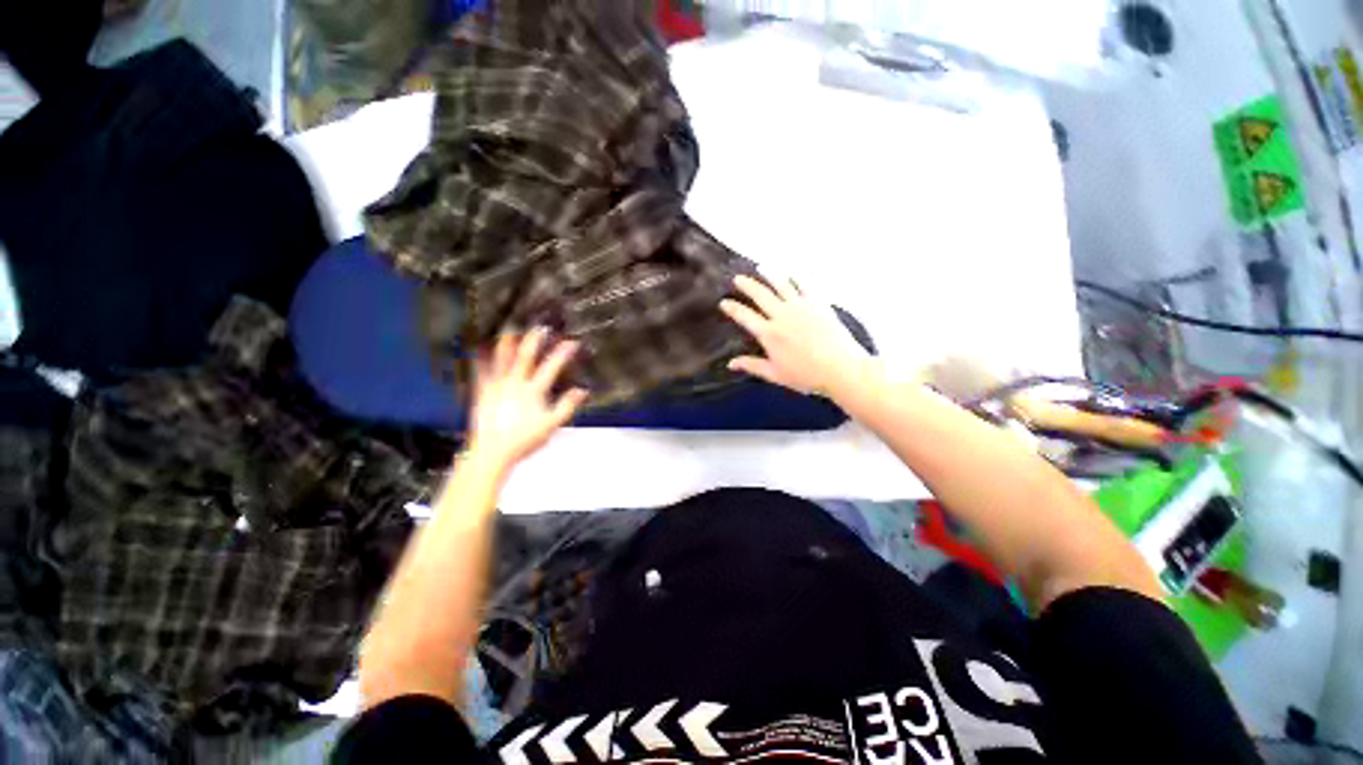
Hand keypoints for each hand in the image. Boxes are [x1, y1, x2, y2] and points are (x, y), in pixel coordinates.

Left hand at [467, 329, 587, 470]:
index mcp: (533, 390)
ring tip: (509, 330)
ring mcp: (496, 386)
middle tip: (540, 327)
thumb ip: (566, 406)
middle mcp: (515, 383)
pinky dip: (480, 360)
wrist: (492, 452)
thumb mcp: (551, 425)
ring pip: (502, 360)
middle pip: (525, 357)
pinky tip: (477, 351)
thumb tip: (582, 390)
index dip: (562, 353)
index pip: (551, 367)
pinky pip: (480, 373)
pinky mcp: (482, 393)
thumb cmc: (525, 439)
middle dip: (534, 341)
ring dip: (507, 344)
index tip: (572, 342)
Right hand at [719, 275, 869, 395]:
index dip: (732, 308)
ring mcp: (801, 306)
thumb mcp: (775, 374)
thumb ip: (752, 366)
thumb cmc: (806, 375)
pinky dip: (796, 276)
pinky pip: (805, 284)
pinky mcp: (818, 302)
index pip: (745, 316)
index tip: (724, 302)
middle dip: (747, 285)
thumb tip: (731, 363)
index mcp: (769, 334)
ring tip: (761, 267)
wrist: (841, 368)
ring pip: (781, 284)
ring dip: (769, 274)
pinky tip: (792, 271)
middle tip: (738, 278)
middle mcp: (782, 315)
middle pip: (760, 294)